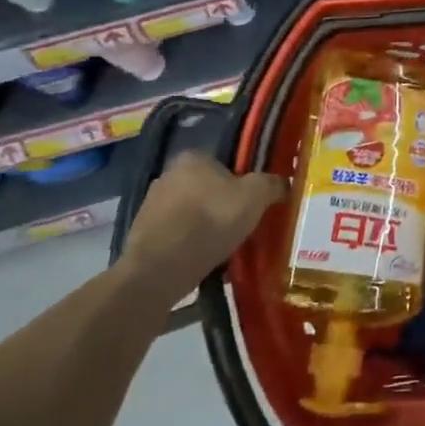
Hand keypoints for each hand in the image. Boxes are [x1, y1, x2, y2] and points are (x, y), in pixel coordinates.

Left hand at [119, 152, 286, 302]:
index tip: (251, 203)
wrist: (161, 267)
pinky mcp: (141, 235)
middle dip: (221, 204)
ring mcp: (150, 205)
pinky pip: (175, 235)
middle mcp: (167, 175)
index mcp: (193, 158)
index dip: (241, 182)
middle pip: (206, 188)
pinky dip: (188, 244)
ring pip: (190, 212)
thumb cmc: (212, 220)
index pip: (224, 164)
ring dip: (204, 226)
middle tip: (240, 225)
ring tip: (222, 247)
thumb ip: (273, 184)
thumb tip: (283, 184)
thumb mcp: (256, 196)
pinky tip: (202, 259)